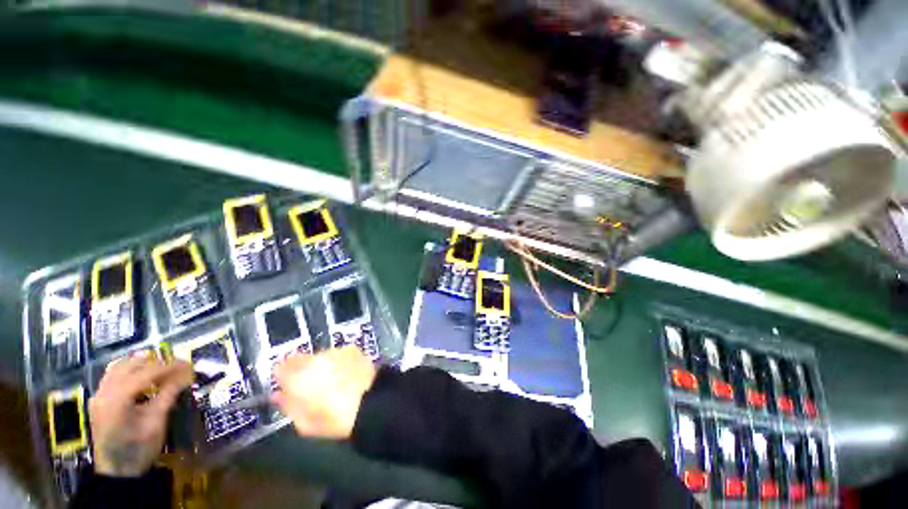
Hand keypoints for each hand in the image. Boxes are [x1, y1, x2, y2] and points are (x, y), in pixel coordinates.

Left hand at [89, 352, 192, 476]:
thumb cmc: (139, 449)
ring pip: (120, 367)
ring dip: (142, 364)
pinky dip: (130, 371)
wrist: (117, 472)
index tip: (189, 364)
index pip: (146, 372)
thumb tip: (186, 373)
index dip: (169, 366)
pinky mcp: (100, 400)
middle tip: (178, 366)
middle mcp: (104, 392)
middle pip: (131, 365)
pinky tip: (143, 376)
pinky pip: (113, 375)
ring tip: (162, 368)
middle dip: (156, 362)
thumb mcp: (156, 422)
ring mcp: (99, 395)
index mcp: (117, 398)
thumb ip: (168, 394)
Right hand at [272, 346, 376, 438]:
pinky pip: (338, 354)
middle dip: (302, 370)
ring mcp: (334, 351)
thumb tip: (278, 395)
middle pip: (300, 359)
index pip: (280, 368)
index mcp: (297, 377)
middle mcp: (314, 359)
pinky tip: (346, 373)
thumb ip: (287, 405)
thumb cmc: (334, 419)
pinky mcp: (351, 348)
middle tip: (312, 385)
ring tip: (333, 380)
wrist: (370, 402)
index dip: (282, 376)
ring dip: (321, 365)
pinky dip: (339, 361)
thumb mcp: (304, 423)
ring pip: (320, 356)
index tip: (286, 384)